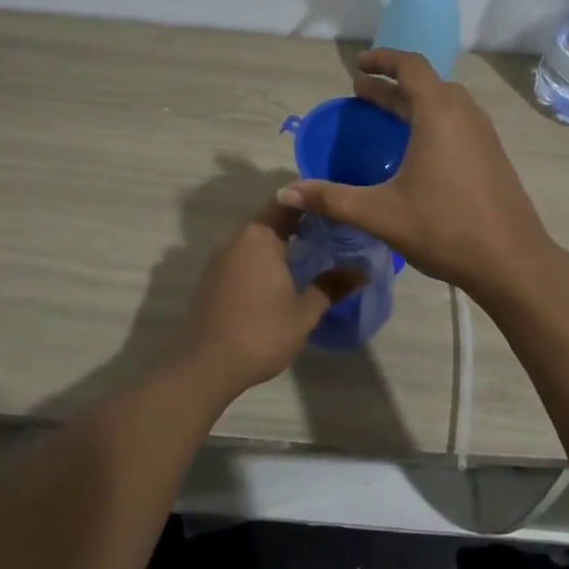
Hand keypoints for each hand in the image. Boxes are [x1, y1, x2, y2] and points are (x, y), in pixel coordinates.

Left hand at [178, 201, 365, 397]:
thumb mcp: (304, 312)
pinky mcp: (213, 276)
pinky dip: (264, 256)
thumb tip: (363, 270)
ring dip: (282, 240)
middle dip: (301, 222)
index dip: (314, 202)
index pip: (289, 202)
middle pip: (272, 217)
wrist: (205, 366)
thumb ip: (332, 286)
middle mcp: (237, 238)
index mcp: (259, 236)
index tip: (337, 210)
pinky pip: (244, 254)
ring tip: (313, 252)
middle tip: (333, 232)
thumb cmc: (260, 333)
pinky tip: (282, 275)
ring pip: (257, 237)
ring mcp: (221, 257)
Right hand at [276, 49, 553, 296]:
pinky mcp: (493, 155)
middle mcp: (465, 114)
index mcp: (439, 114)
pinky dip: (434, 120)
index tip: (358, 66)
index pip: (411, 65)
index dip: (382, 60)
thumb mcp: (380, 213)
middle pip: (427, 83)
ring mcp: (484, 134)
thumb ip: (331, 199)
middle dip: (393, 84)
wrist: (512, 261)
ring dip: (415, 102)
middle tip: (363, 94)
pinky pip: (459, 122)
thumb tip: (285, 193)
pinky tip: (420, 150)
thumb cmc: (444, 228)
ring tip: (388, 116)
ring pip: (446, 103)